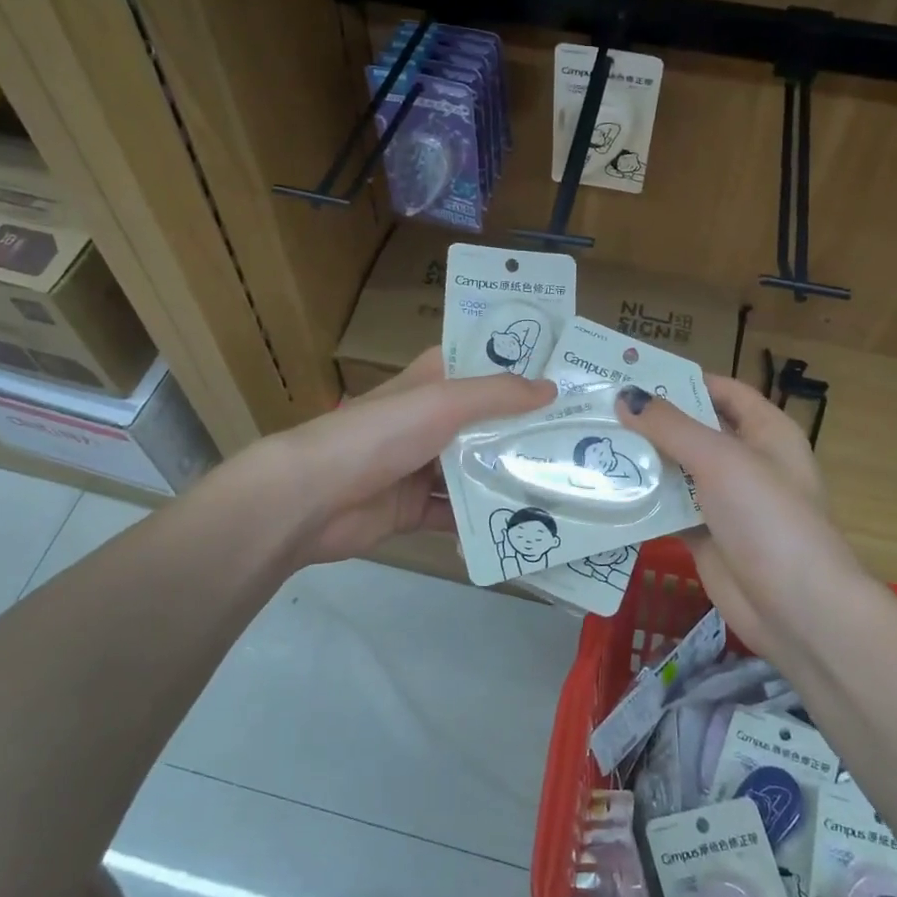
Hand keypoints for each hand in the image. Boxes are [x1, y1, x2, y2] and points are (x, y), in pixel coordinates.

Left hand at [248, 348, 553, 566]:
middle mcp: (430, 419)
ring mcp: (422, 465)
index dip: (523, 370)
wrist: (312, 498)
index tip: (571, 379)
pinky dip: (485, 523)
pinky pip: (458, 515)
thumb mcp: (442, 402)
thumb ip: (497, 394)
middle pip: (488, 422)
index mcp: (433, 382)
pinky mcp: (415, 508)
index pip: (484, 366)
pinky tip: (525, 529)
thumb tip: (551, 388)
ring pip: (477, 470)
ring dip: (512, 479)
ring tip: (568, 487)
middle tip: (584, 441)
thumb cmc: (379, 434)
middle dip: (529, 432)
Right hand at [618, 377, 867, 666]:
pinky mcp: (706, 535)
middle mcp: (747, 461)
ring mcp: (726, 501)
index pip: (723, 391)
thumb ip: (671, 426)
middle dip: (651, 421)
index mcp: (766, 432)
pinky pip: (669, 509)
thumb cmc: (768, 518)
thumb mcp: (721, 460)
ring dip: (642, 460)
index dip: (683, 380)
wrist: (796, 608)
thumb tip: (625, 397)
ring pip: (677, 471)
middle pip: (694, 430)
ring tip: (591, 442)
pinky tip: (605, 489)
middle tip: (598, 408)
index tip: (633, 375)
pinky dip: (643, 500)